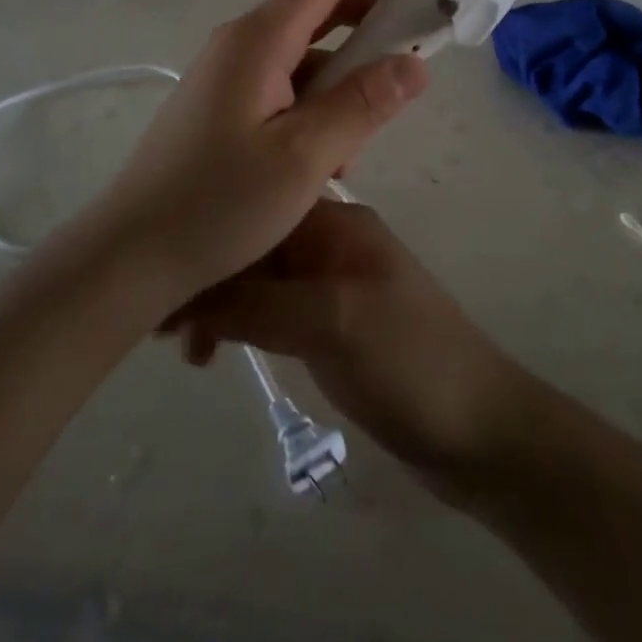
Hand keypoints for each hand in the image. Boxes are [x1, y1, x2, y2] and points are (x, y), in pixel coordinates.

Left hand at [82, 0, 429, 308]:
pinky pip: (285, 86)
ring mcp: (229, 73)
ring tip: (364, 137)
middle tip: (420, 51)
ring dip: (345, 80)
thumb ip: (363, 104)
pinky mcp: (223, 104)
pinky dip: (317, 105)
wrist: (130, 254)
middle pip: (320, 9)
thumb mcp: (304, 157)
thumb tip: (416, 63)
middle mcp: (242, 42)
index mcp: (260, 38)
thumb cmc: (218, 204)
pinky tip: (326, 159)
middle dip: (373, 23)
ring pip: (306, 55)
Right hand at [164, 199, 523, 485]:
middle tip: (162, 325)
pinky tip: (214, 351)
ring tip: (185, 349)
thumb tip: (186, 297)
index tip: (163, 277)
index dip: (211, 237)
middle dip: (209, 275)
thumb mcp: (333, 322)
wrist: (480, 430)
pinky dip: (240, 325)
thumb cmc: (410, 361)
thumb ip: (259, 303)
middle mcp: (330, 245)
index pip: (258, 210)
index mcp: (336, 224)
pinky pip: (271, 313)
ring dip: (220, 304)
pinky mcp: (328, 327)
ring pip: (258, 280)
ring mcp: (330, 287)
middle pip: (254, 244)